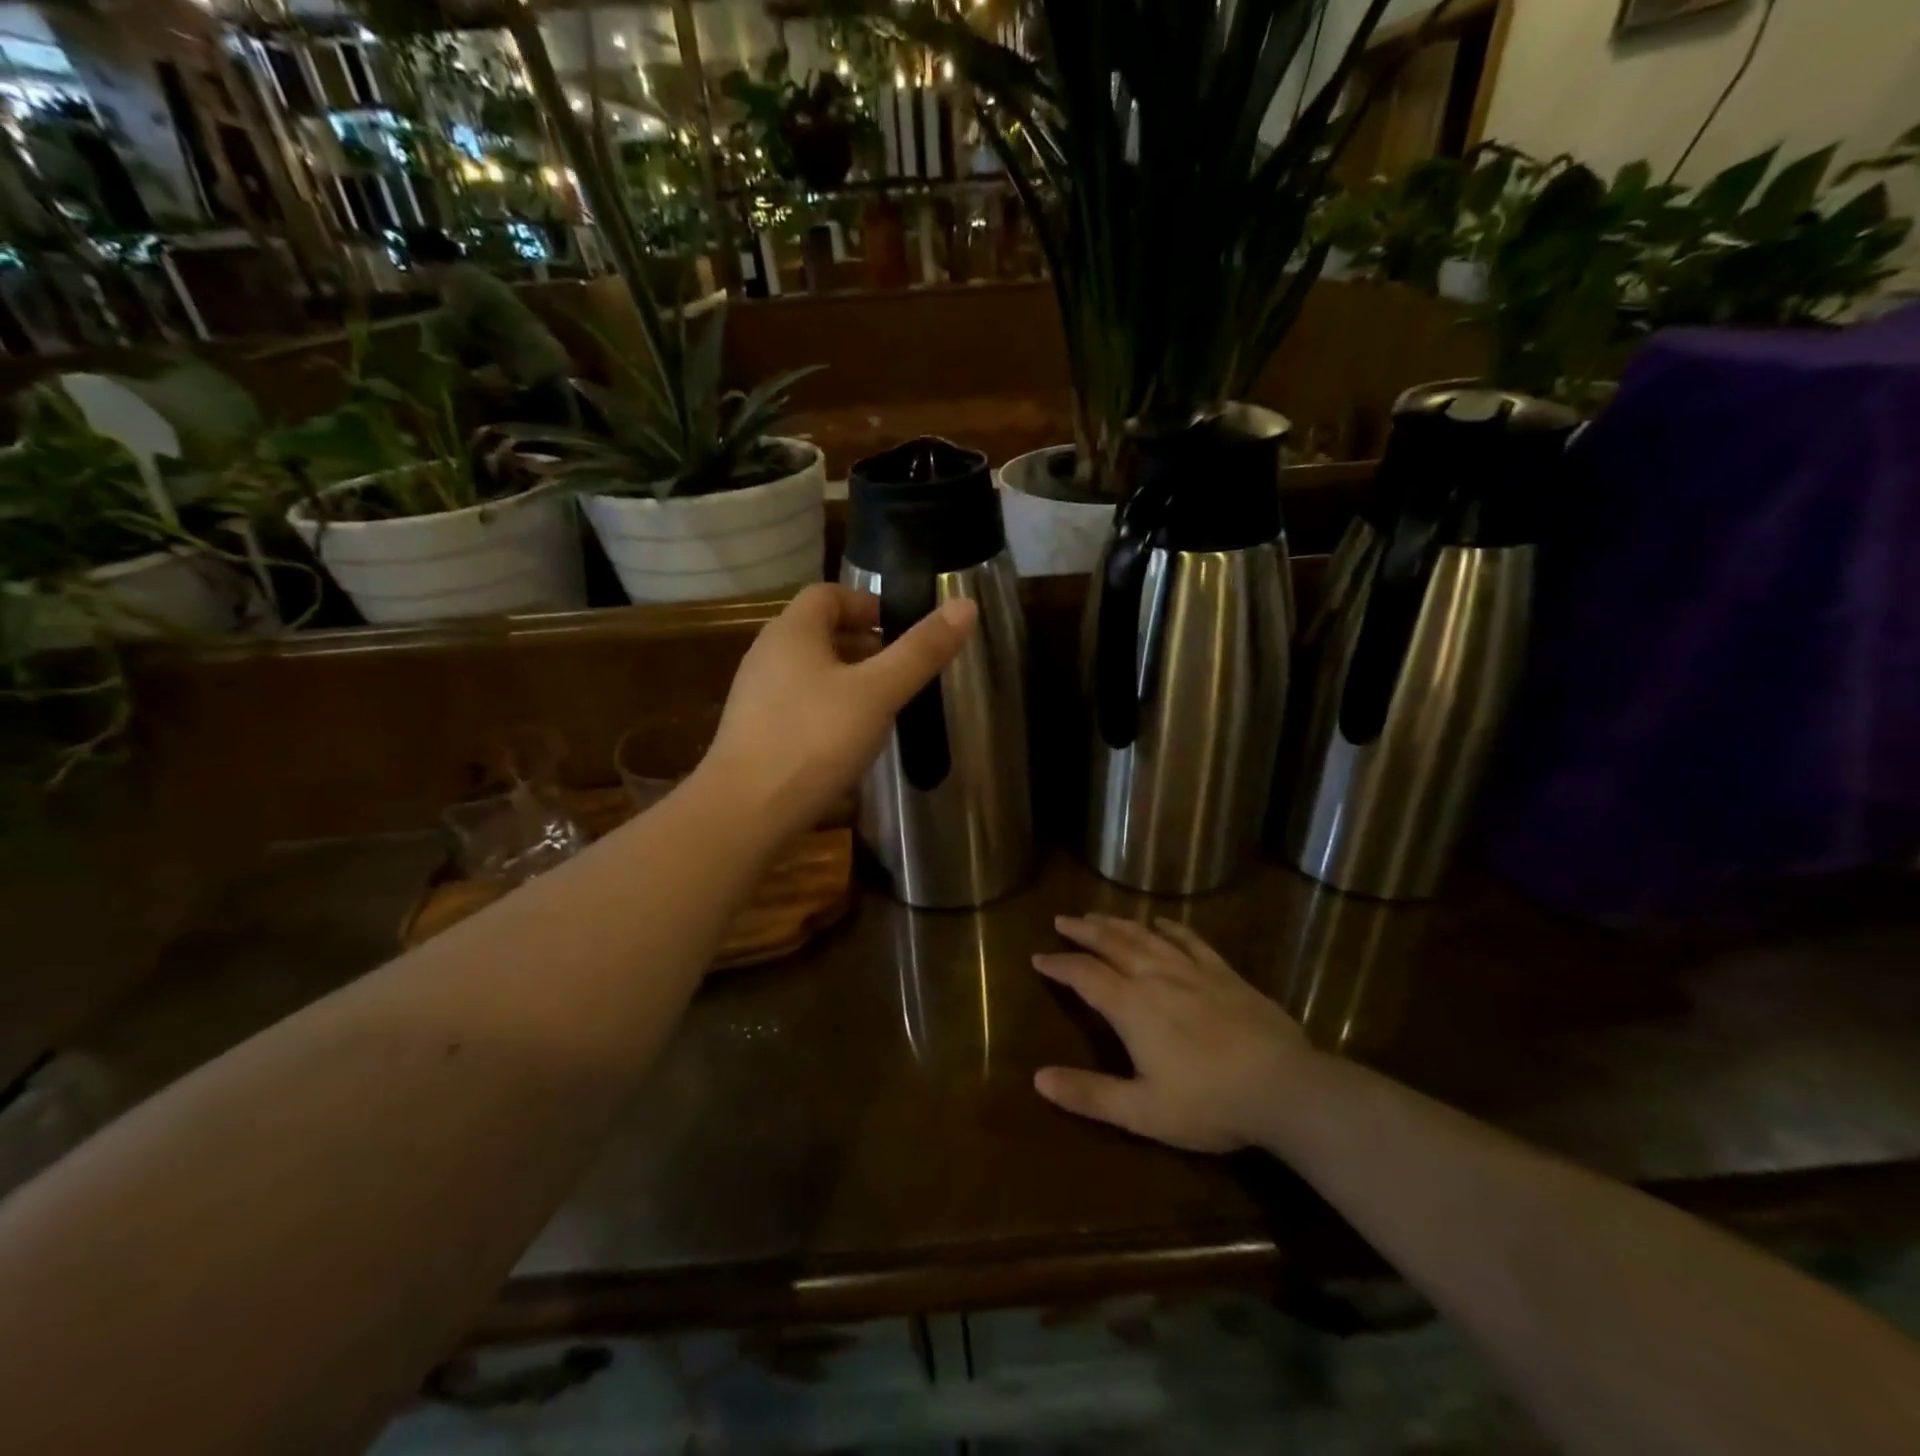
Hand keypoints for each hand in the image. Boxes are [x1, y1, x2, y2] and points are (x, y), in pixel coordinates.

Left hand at [702, 583, 975, 839]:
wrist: (746, 811)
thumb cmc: (815, 740)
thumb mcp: (878, 693)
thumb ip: (920, 651)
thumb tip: (965, 605)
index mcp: (792, 631)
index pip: (828, 594)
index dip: (868, 603)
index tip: (903, 630)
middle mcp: (767, 654)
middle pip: (820, 632)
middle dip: (864, 644)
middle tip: (902, 669)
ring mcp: (756, 695)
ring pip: (810, 670)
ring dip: (848, 678)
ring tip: (884, 705)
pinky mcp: (755, 731)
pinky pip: (799, 703)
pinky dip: (829, 707)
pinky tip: (849, 739)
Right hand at [1033, 916, 1315, 1153]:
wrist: (1284, 1087)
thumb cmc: (1208, 1103)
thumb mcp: (1141, 1111)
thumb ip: (1089, 1094)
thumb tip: (1038, 1079)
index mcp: (1131, 1006)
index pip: (1084, 976)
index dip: (1059, 965)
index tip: (1038, 957)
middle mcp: (1156, 977)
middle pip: (1112, 944)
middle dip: (1084, 931)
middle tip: (1063, 920)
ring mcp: (1193, 971)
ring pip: (1146, 937)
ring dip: (1118, 923)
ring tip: (1099, 915)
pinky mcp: (1224, 974)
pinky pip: (1191, 941)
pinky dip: (1171, 928)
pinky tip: (1162, 923)